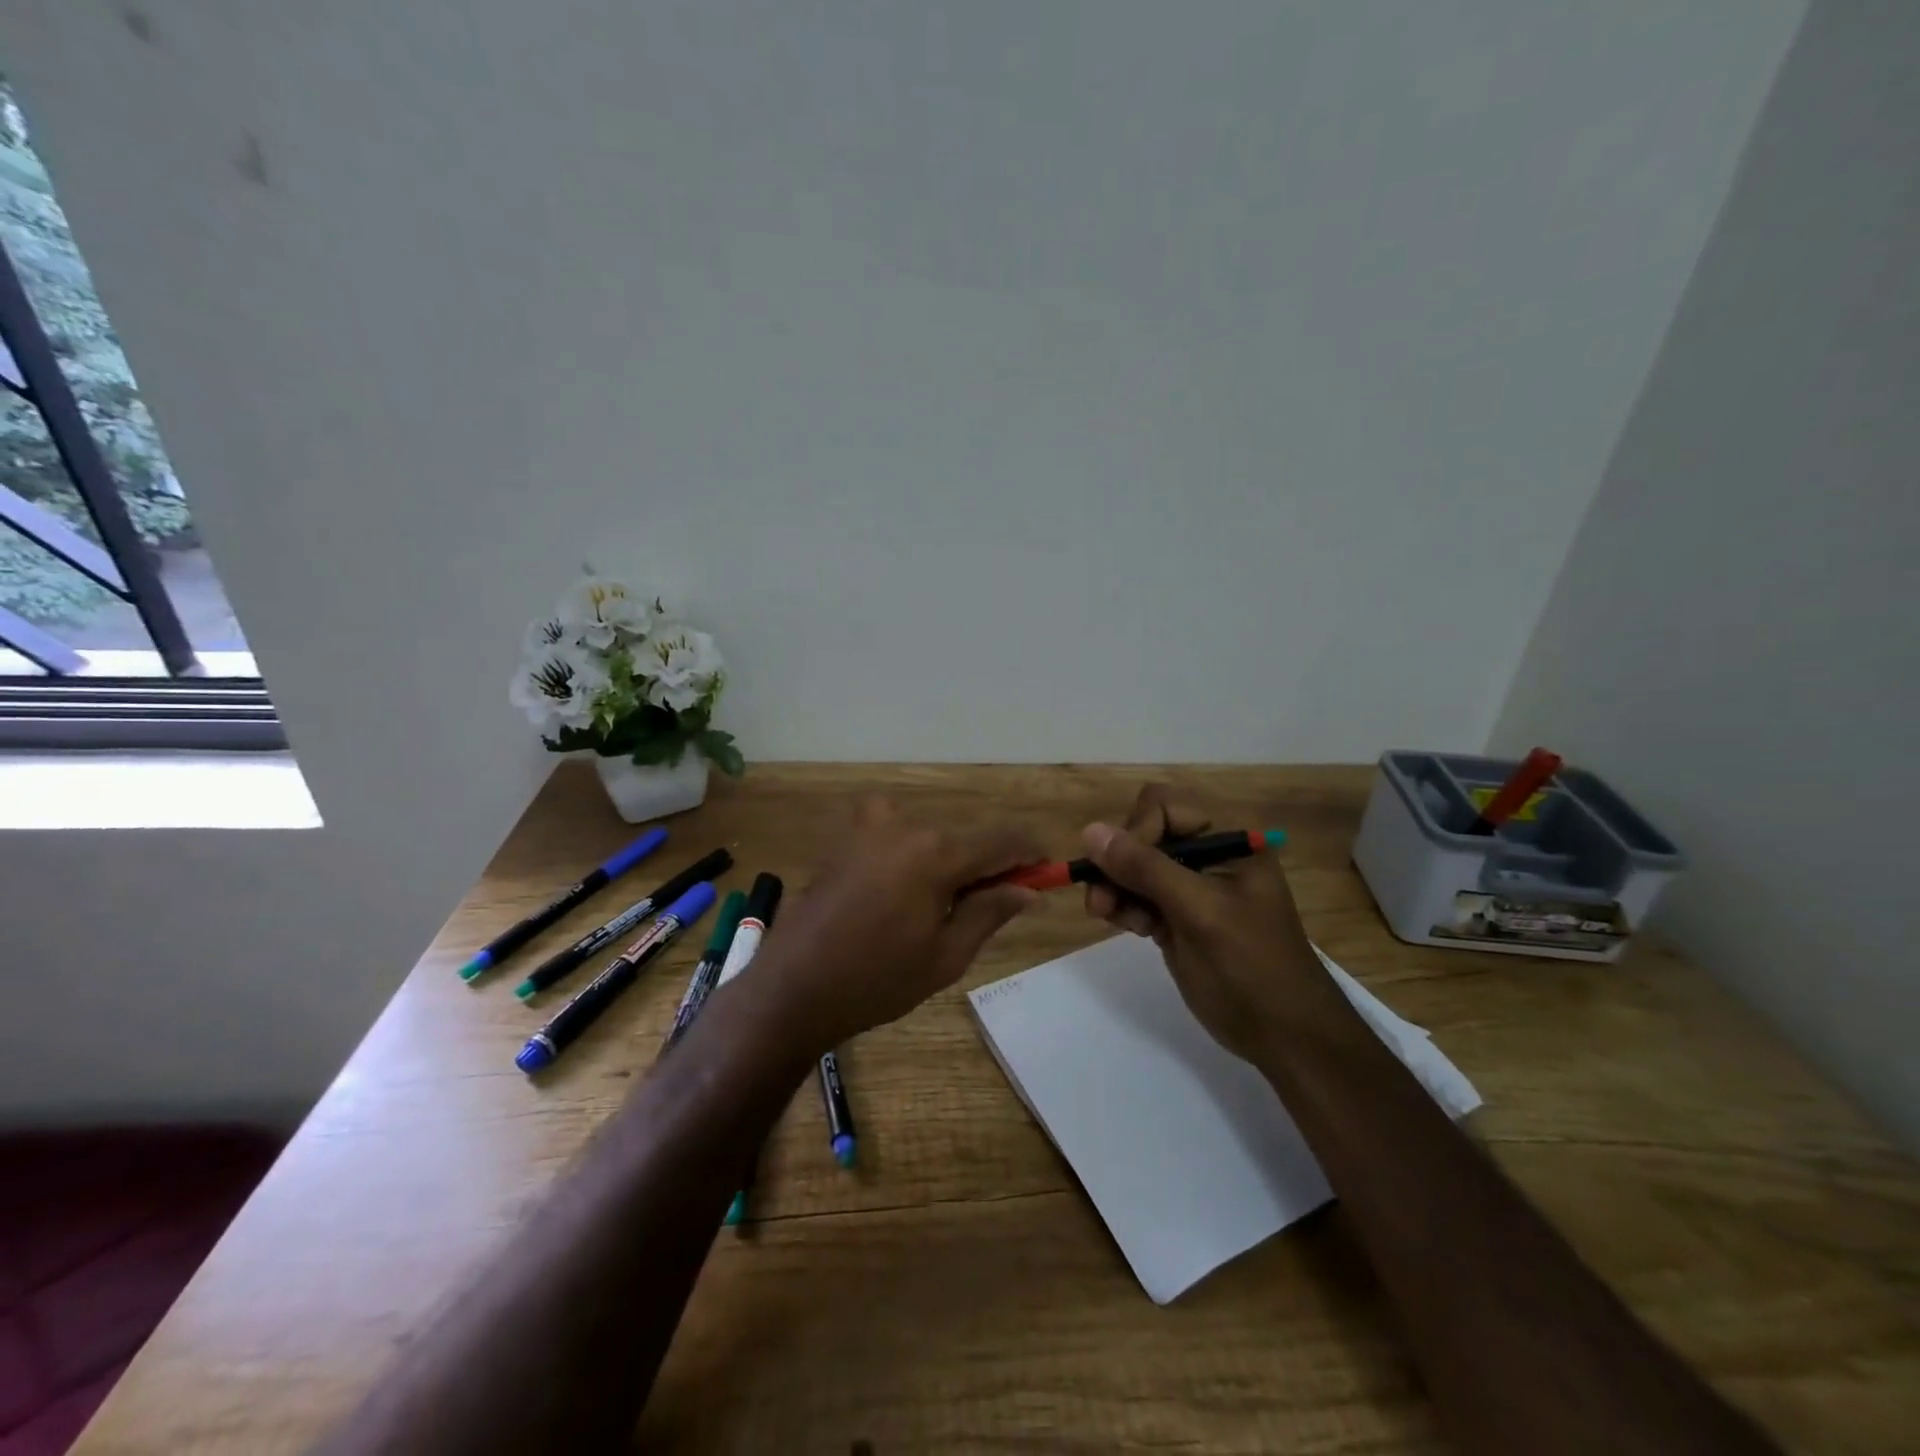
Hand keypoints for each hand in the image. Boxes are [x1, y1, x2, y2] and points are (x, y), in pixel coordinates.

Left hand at [749, 799, 1043, 1053]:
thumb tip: (1028, 888)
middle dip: (987, 864)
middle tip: (993, 905)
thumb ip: (990, 911)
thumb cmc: (876, 980)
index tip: (1045, 872)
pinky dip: (914, 854)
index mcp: (936, 852)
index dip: (1030, 853)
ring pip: (932, 835)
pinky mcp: (848, 836)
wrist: (793, 987)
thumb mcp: (946, 956)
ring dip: (948, 862)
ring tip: (940, 909)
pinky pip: (898, 834)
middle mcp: (906, 824)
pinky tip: (901, 893)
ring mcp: (870, 825)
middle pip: (966, 836)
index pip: (1003, 839)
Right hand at [1082, 784, 1340, 1060]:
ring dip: (1113, 886)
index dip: (1135, 832)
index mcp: (1229, 839)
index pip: (1163, 807)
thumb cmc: (1251, 966)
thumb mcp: (1199, 911)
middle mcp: (1208, 854)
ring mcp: (1191, 887)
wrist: (1283, 1036)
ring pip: (1133, 866)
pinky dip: (1122, 906)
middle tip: (1101, 900)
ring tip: (1104, 915)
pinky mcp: (1176, 916)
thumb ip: (1145, 868)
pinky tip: (1121, 925)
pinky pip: (1136, 895)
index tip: (1122, 872)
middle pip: (1143, 834)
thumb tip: (1089, 831)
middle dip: (1118, 863)